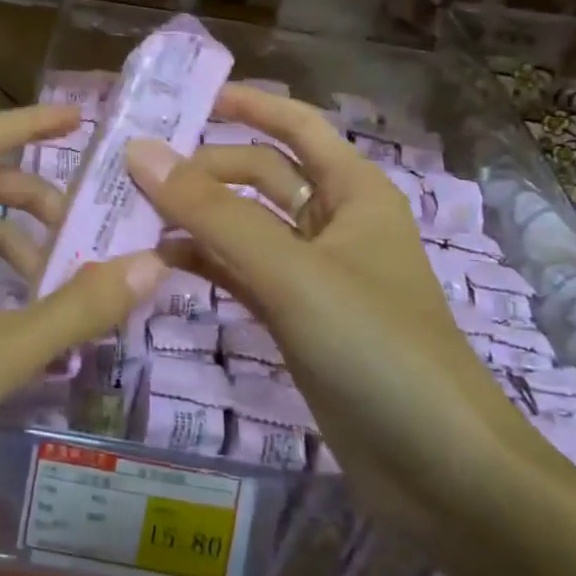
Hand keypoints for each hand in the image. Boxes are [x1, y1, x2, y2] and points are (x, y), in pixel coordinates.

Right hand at [126, 85, 547, 510]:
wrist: (442, 473)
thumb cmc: (377, 349)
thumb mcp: (291, 272)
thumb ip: (213, 213)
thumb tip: (140, 152)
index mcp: (354, 191)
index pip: (296, 125)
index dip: (246, 105)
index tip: (181, 101)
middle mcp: (334, 223)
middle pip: (261, 174)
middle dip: (204, 170)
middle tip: (133, 176)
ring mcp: (314, 275)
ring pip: (246, 227)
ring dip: (197, 218)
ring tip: (133, 216)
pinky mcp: (297, 321)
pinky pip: (243, 273)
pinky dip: (206, 263)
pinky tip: (161, 262)